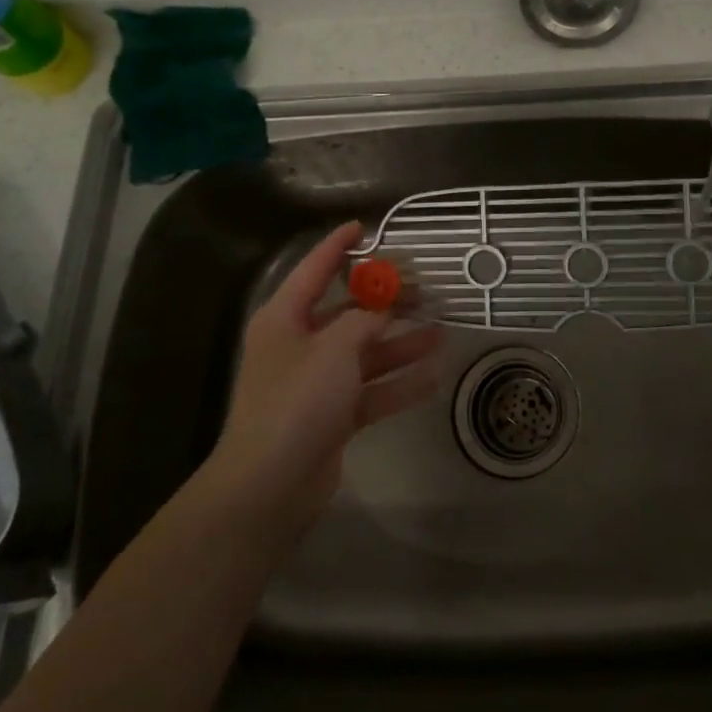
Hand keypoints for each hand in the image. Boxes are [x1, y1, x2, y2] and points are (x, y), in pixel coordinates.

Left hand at [196, 222, 445, 541]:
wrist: (269, 486)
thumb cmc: (296, 401)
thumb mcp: (334, 349)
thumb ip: (366, 319)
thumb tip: (386, 303)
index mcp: (285, 319)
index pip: (314, 270)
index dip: (338, 246)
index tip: (364, 226)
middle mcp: (300, 345)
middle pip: (348, 313)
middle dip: (386, 301)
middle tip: (426, 288)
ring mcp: (317, 382)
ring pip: (366, 352)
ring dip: (402, 344)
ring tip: (442, 331)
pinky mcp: (333, 415)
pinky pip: (372, 389)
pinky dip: (399, 384)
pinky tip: (434, 375)